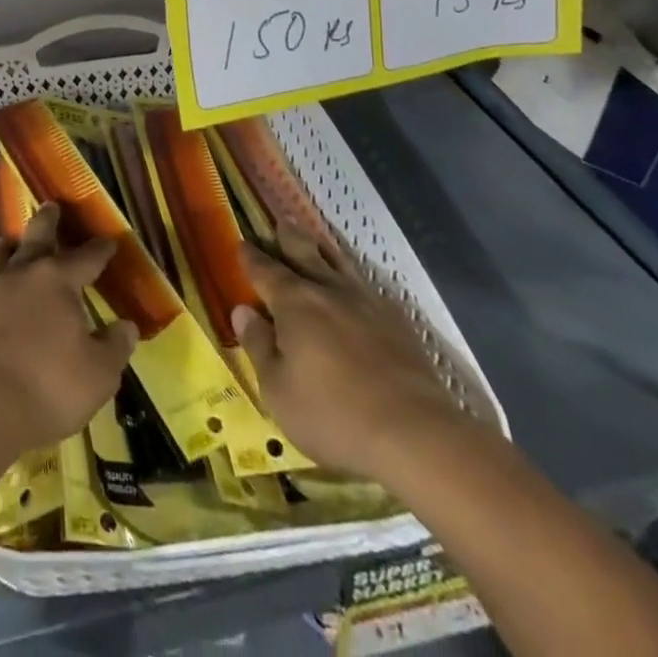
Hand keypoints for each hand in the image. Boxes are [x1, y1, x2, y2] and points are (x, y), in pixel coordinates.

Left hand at [0, 203, 138, 463]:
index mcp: (59, 281)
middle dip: (48, 221)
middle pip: (38, 237)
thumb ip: (114, 347)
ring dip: (11, 244)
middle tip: (52, 205)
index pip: (87, 257)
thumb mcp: (98, 375)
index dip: (101, 249)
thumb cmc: (48, 387)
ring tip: (10, 239)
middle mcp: (25, 274)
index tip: (110, 240)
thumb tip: (126, 326)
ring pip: (2, 253)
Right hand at [232, 220, 469, 482]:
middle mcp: (328, 291)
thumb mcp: (278, 389)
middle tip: (281, 222)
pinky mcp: (398, 323)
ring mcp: (367, 304)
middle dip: (289, 238)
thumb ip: (258, 346)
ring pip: (340, 265)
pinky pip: (369, 289)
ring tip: (317, 243)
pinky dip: (356, 281)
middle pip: (304, 254)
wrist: (416, 434)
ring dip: (324, 251)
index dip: (250, 257)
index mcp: (294, 302)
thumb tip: (242, 310)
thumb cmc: (333, 414)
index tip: (241, 244)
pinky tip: (359, 289)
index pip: (264, 270)